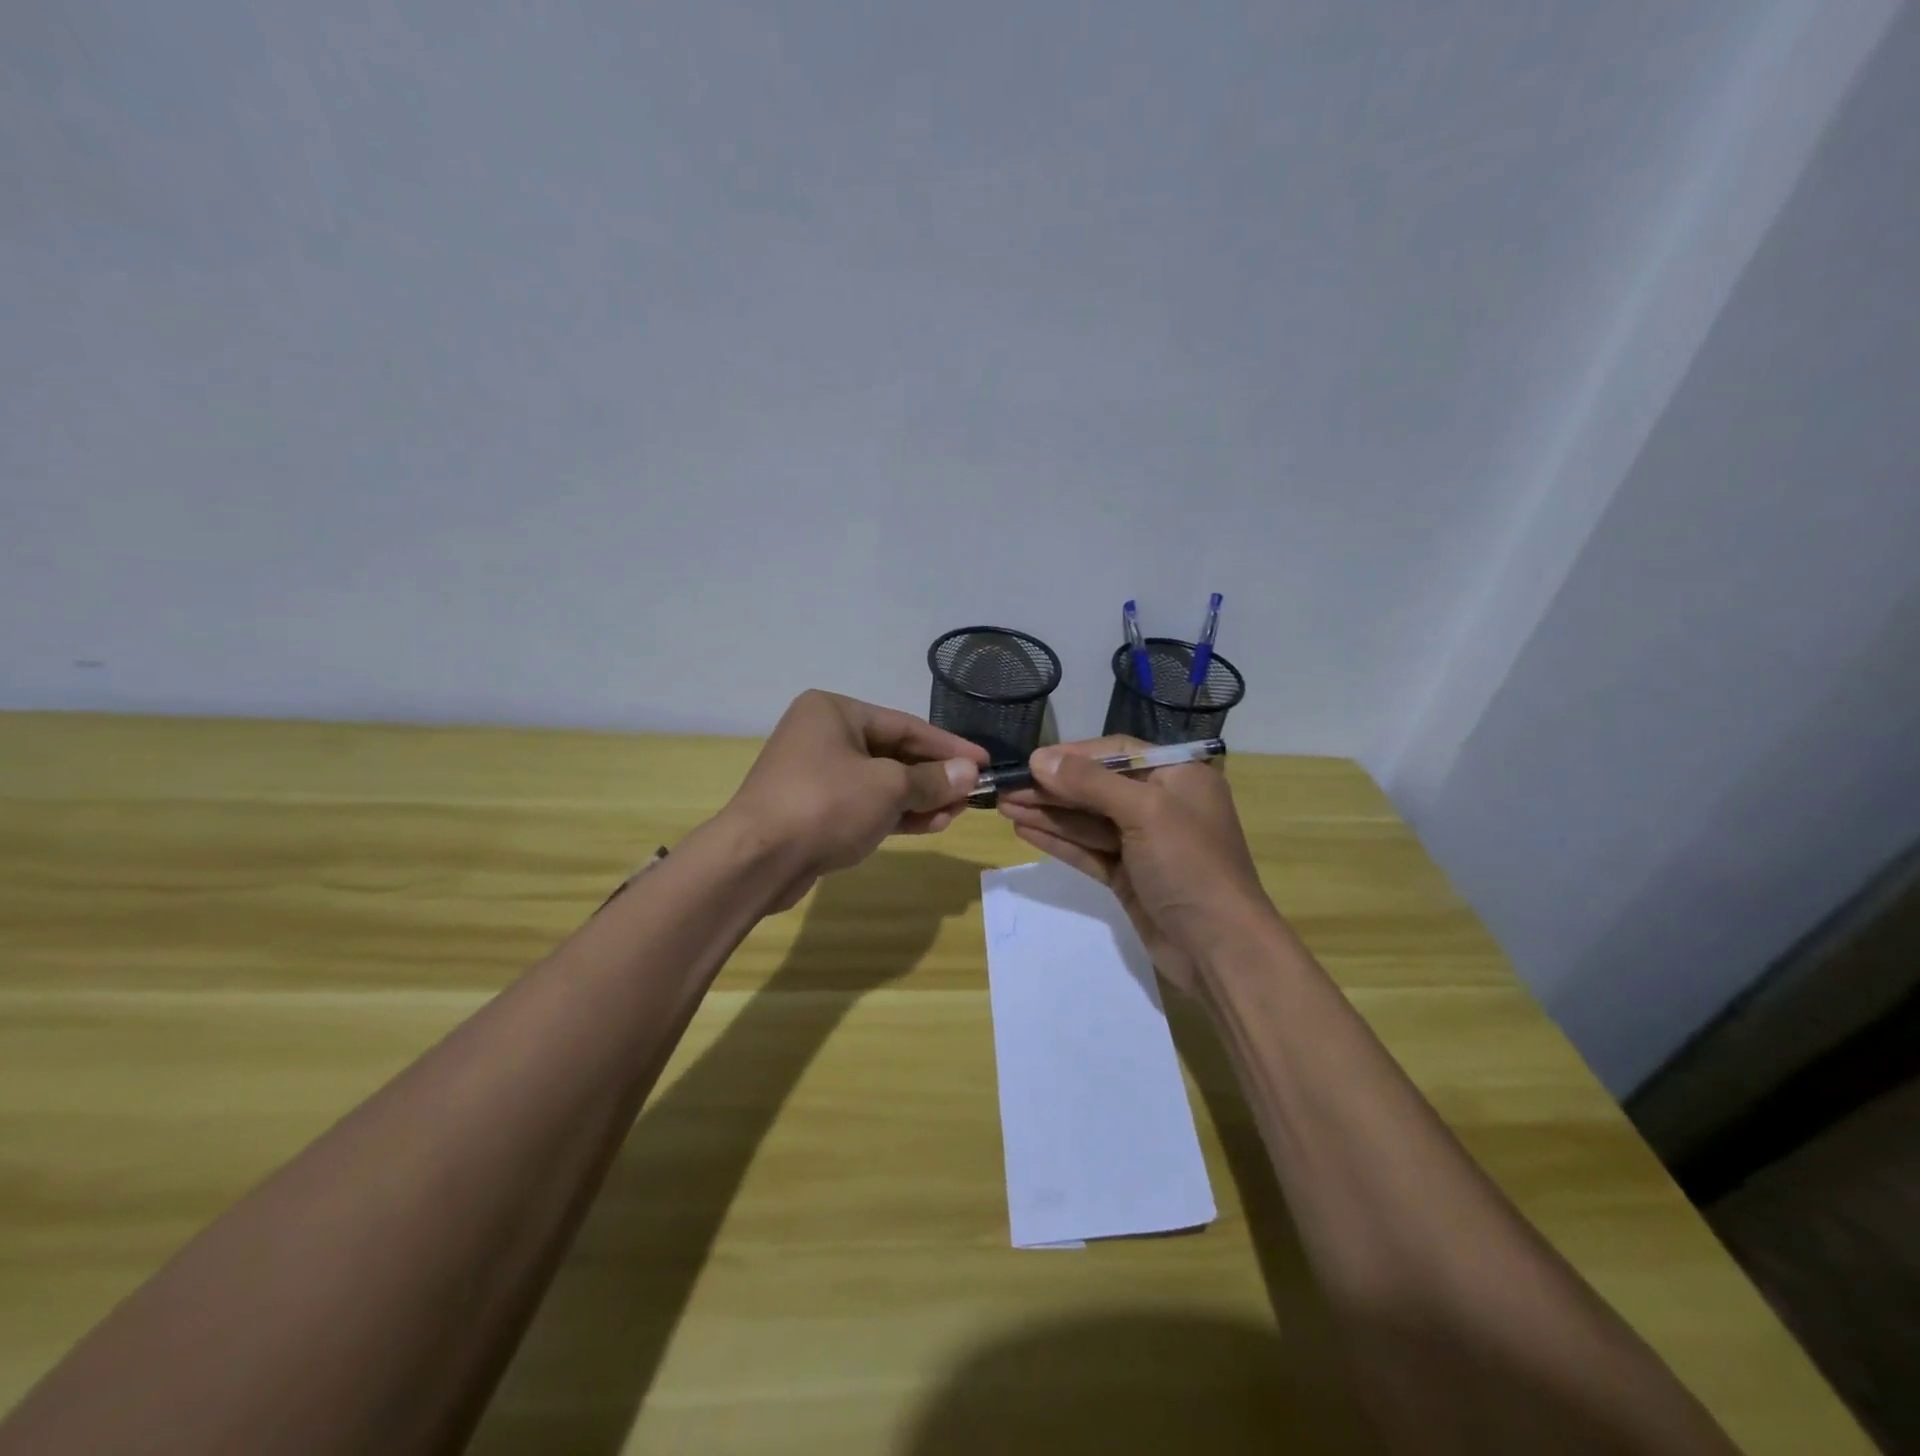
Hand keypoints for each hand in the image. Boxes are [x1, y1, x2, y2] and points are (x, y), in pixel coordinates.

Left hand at [721, 691, 986, 903]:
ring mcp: (816, 774)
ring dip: (919, 798)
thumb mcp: (888, 787)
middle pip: (893, 753)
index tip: (984, 761)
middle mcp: (823, 735)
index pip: (906, 725)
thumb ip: (932, 779)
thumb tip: (969, 773)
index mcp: (834, 711)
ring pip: (880, 782)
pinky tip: (929, 825)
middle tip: (972, 794)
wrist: (757, 859)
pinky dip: (895, 814)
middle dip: (933, 776)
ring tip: (956, 813)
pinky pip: (864, 805)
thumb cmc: (826, 804)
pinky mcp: (814, 809)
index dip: (949, 745)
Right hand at [997, 737, 1277, 993]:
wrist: (1219, 948)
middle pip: (1097, 786)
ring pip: (1087, 820)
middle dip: (1052, 788)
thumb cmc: (1189, 864)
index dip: (1073, 755)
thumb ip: (1090, 782)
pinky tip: (1024, 830)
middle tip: (1005, 788)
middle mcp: (1161, 803)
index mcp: (1178, 776)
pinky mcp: (1128, 875)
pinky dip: (1058, 841)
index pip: (1117, 751)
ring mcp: (1143, 842)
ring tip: (1004, 806)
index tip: (1031, 761)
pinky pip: (1088, 849)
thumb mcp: (1144, 811)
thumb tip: (1040, 758)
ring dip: (1048, 813)